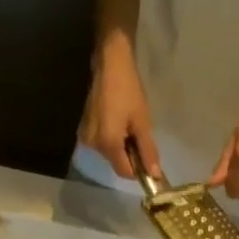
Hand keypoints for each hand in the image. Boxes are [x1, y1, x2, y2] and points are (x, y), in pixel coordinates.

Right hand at [79, 36, 160, 180]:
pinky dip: (112, 138)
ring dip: (121, 145)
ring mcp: (86, 138)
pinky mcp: (84, 129)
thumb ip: (148, 150)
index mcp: (108, 144)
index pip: (124, 172)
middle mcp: (93, 146)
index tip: (150, 159)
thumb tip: (155, 174)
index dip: (139, 170)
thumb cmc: (128, 89)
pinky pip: (102, 142)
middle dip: (130, 155)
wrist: (109, 63)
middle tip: (140, 133)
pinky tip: (117, 120)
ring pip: (109, 152)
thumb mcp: (142, 120)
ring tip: (128, 123)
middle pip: (116, 162)